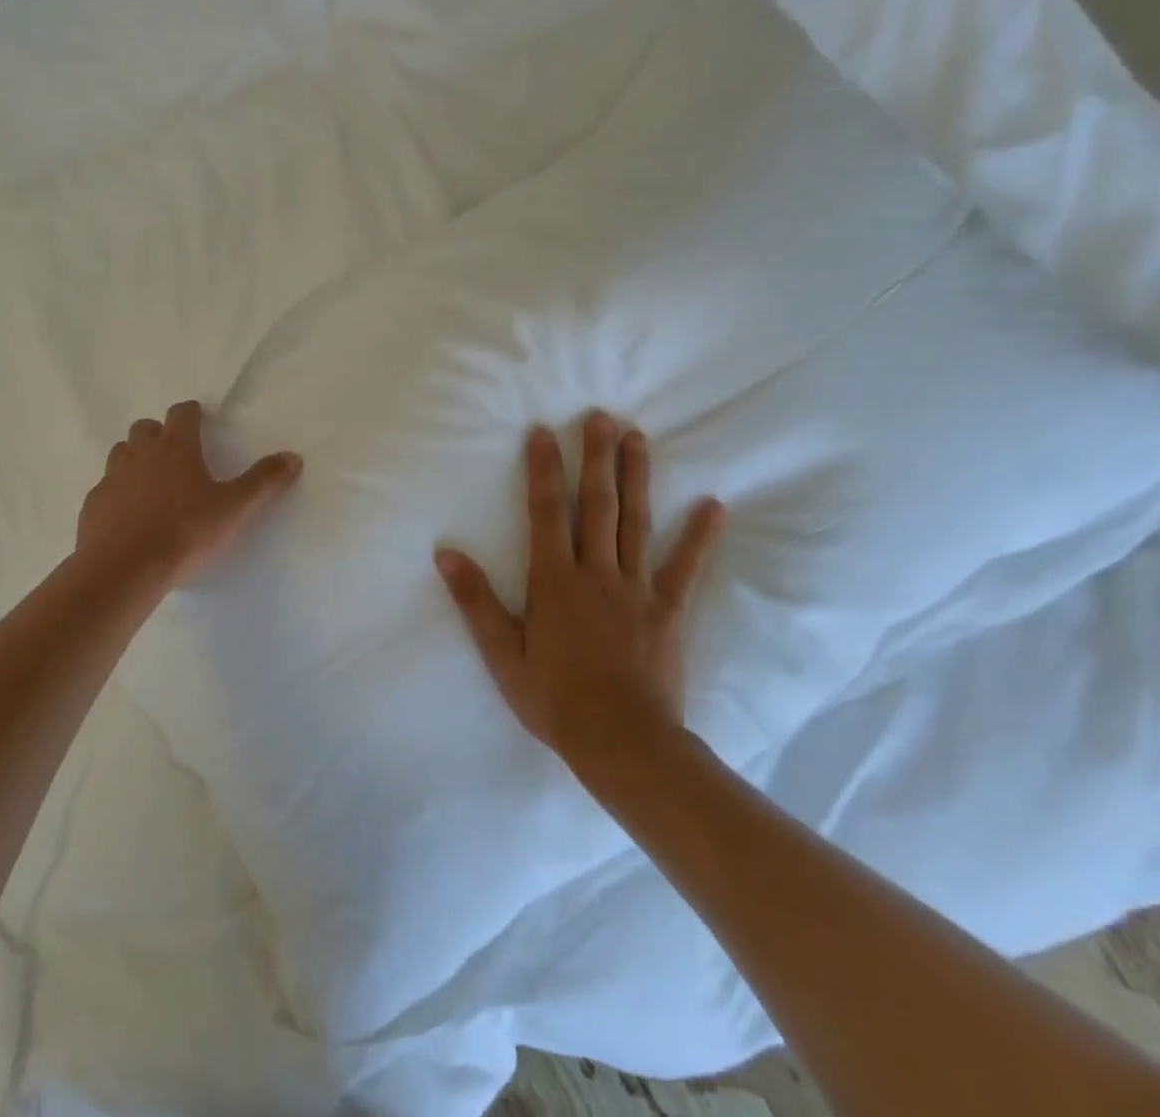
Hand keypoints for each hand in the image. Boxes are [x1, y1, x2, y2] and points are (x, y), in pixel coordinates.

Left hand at [77, 400, 302, 584]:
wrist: (125, 568)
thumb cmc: (185, 532)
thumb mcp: (234, 509)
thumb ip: (263, 481)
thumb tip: (292, 456)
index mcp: (176, 448)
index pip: (182, 413)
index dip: (191, 414)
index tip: (198, 419)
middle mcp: (140, 454)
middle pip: (145, 429)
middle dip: (159, 435)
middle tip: (175, 455)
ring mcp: (112, 477)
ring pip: (121, 454)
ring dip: (134, 459)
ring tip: (150, 484)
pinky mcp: (93, 504)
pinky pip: (106, 488)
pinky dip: (117, 493)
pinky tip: (128, 516)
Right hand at [435, 413, 724, 781]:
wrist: (623, 744)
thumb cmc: (553, 699)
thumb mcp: (502, 653)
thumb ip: (475, 601)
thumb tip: (445, 554)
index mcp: (553, 581)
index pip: (546, 513)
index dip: (543, 470)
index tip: (543, 432)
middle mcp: (596, 573)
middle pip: (596, 505)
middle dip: (595, 458)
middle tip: (600, 417)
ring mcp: (636, 589)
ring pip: (636, 522)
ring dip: (636, 477)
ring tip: (638, 438)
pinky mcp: (668, 610)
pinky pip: (685, 567)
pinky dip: (700, 536)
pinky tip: (714, 505)